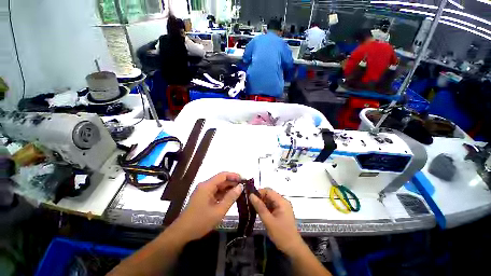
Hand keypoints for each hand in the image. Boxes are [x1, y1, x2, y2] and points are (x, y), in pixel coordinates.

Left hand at [171, 172, 242, 241]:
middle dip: (232, 182)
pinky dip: (223, 194)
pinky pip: (216, 192)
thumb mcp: (218, 211)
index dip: (234, 175)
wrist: (182, 233)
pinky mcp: (203, 197)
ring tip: (240, 192)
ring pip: (219, 186)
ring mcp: (204, 191)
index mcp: (207, 186)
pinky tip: (231, 197)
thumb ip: (230, 197)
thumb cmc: (200, 222)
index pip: (223, 175)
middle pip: (221, 180)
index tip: (243, 180)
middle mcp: (205, 186)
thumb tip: (240, 187)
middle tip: (243, 187)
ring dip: (228, 188)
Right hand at [249, 188, 303, 255]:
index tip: (250, 198)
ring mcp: (283, 206)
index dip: (259, 193)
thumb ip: (259, 207)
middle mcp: (283, 201)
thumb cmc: (281, 234)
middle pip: (269, 195)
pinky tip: (260, 213)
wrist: (293, 248)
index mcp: (281, 201)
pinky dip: (265, 208)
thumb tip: (251, 195)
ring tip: (253, 209)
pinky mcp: (281, 212)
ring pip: (270, 200)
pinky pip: (272, 206)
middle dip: (260, 198)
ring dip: (262, 203)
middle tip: (250, 205)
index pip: (268, 191)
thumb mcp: (268, 221)